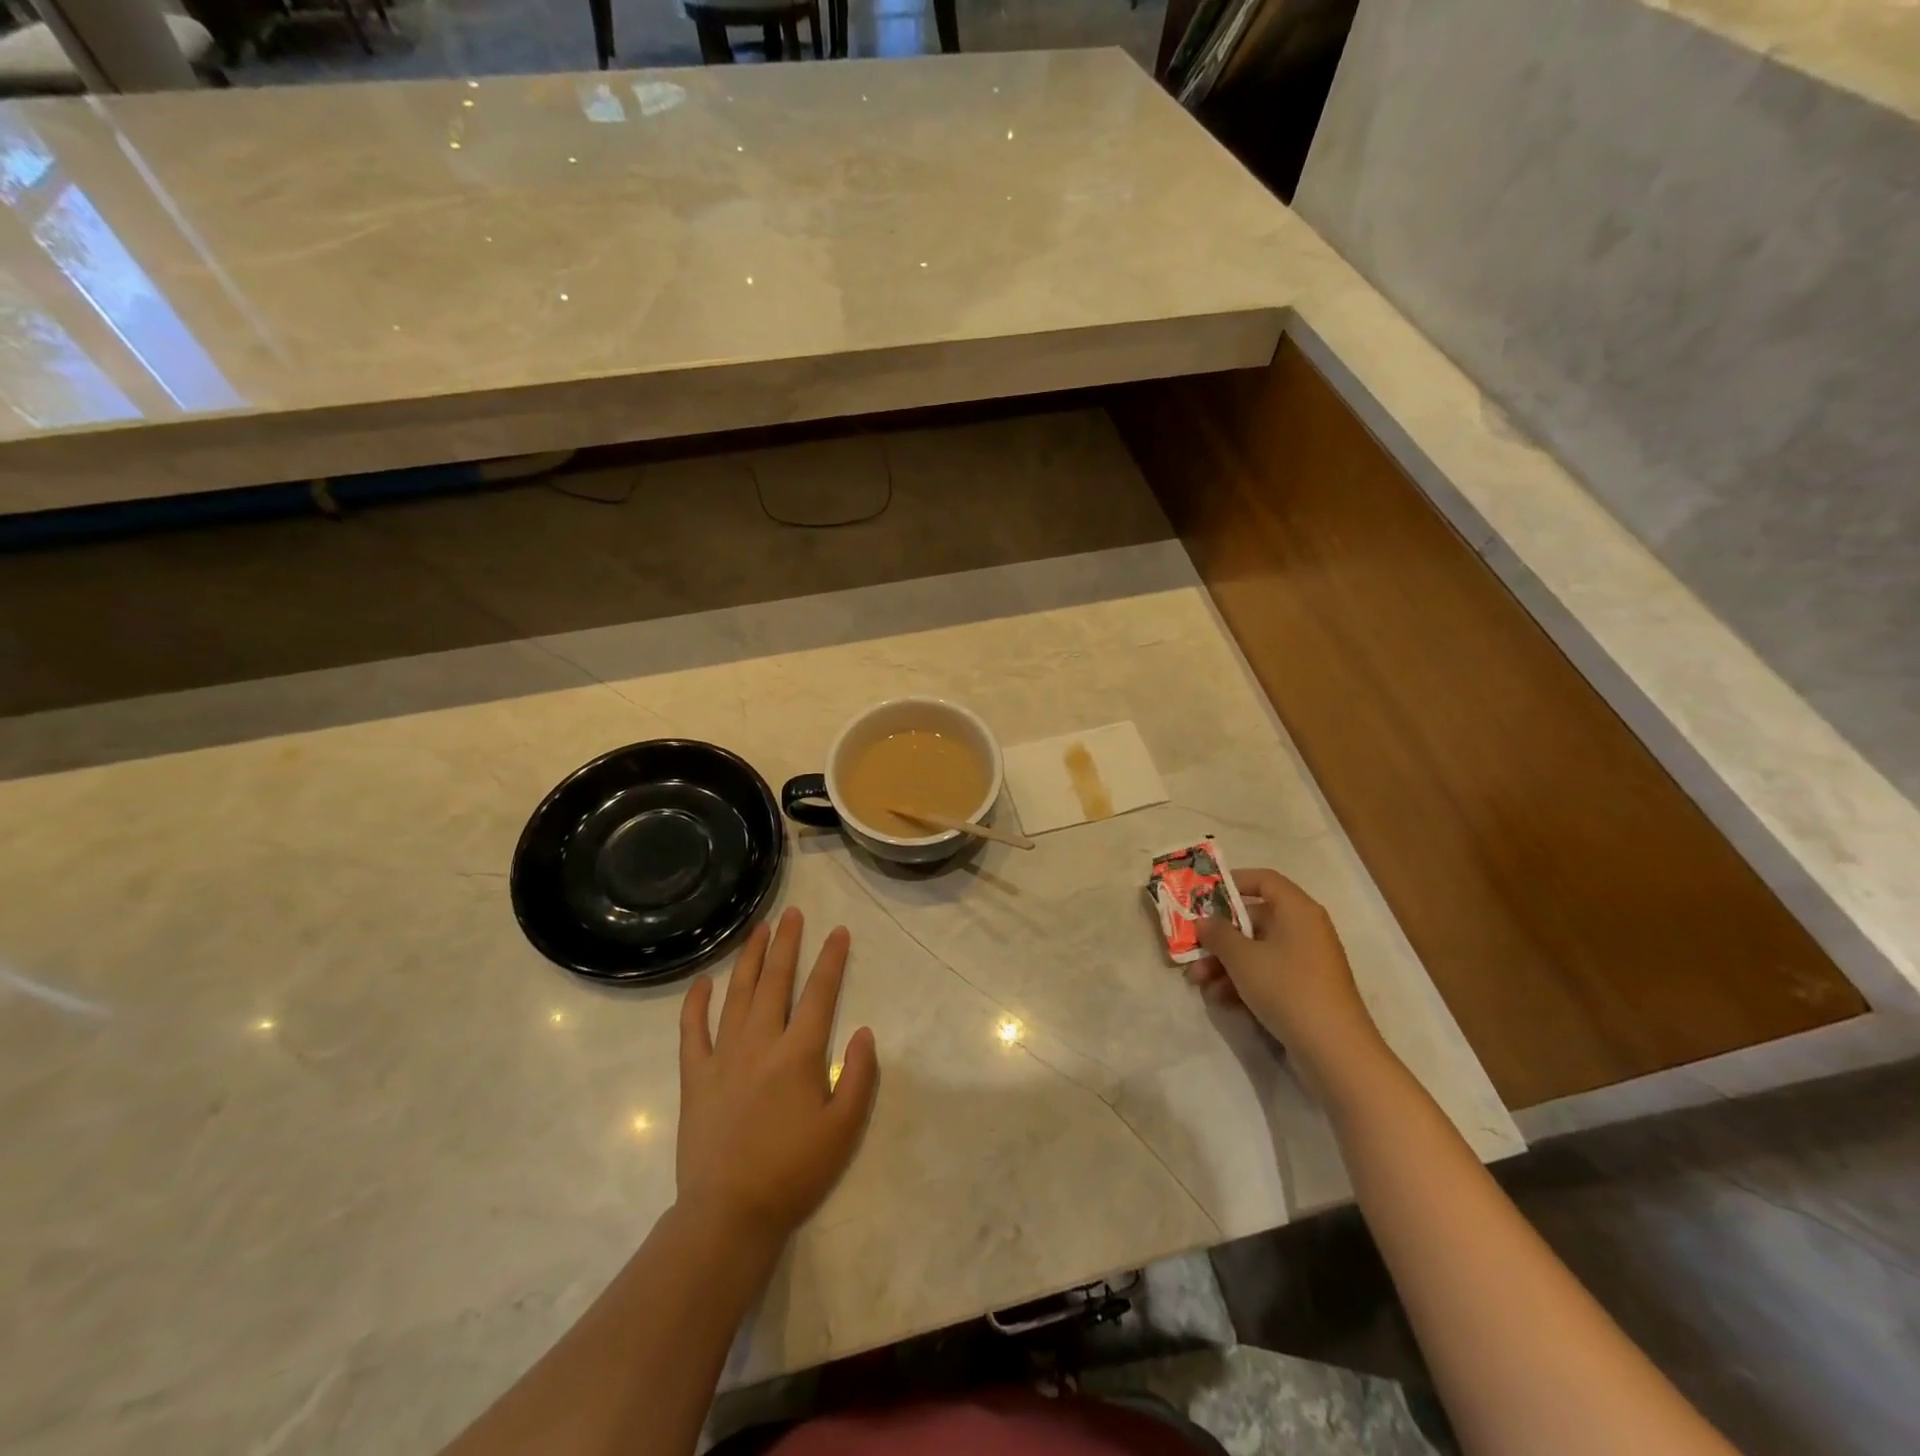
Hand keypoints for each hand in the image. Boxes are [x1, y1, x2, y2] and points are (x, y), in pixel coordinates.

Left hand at [676, 908, 878, 1244]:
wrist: (729, 1213)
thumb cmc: (794, 1171)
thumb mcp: (844, 1129)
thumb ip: (860, 1076)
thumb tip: (865, 1031)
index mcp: (799, 1053)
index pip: (820, 993)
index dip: (831, 959)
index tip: (838, 931)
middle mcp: (761, 1043)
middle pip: (775, 981)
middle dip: (786, 943)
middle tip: (792, 914)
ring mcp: (723, 1057)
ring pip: (737, 994)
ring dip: (749, 958)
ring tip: (758, 930)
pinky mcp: (695, 1076)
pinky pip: (692, 1031)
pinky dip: (696, 1003)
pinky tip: (702, 981)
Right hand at [1189, 869, 1388, 1094]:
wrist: (1335, 1051)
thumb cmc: (1288, 989)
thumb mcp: (1243, 958)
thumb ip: (1218, 934)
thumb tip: (1204, 921)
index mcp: (1297, 911)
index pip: (1264, 880)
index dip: (1233, 882)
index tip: (1202, 895)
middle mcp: (1304, 929)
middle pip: (1254, 919)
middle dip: (1219, 936)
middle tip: (1190, 948)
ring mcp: (1306, 961)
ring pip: (1256, 950)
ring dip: (1224, 963)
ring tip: (1197, 982)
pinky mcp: (1305, 989)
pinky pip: (1267, 973)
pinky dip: (1243, 981)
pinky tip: (1220, 999)